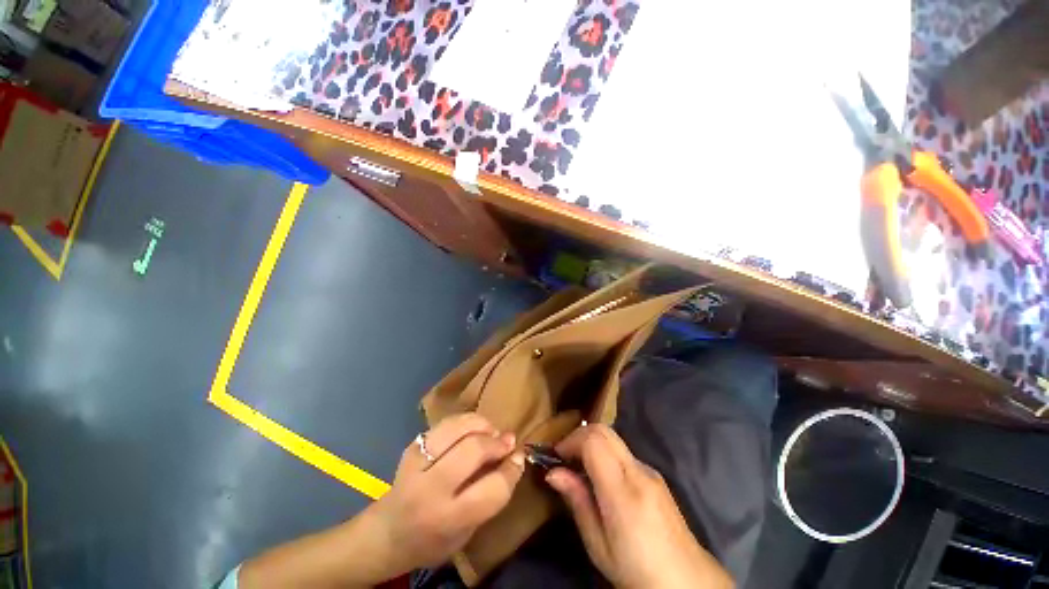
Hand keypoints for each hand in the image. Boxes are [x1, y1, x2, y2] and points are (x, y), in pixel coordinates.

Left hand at [367, 413, 525, 573]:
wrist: (386, 533)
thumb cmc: (433, 540)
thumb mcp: (467, 532)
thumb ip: (491, 495)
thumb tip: (514, 455)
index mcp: (447, 519)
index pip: (492, 489)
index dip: (512, 469)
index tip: (520, 457)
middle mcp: (429, 489)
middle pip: (473, 450)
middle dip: (497, 443)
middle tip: (507, 442)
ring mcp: (417, 462)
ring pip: (458, 427)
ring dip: (482, 425)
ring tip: (490, 432)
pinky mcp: (412, 446)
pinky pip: (446, 423)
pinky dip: (466, 421)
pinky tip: (472, 429)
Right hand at [546, 425, 733, 588]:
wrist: (686, 582)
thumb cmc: (636, 570)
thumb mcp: (598, 544)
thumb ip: (577, 501)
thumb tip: (553, 473)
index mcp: (623, 490)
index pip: (593, 441)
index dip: (570, 441)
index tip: (556, 457)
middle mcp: (638, 471)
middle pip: (603, 430)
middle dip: (578, 436)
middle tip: (564, 457)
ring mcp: (650, 470)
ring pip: (613, 438)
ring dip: (591, 443)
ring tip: (579, 467)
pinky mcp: (654, 474)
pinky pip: (623, 451)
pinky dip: (604, 452)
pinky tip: (600, 477)